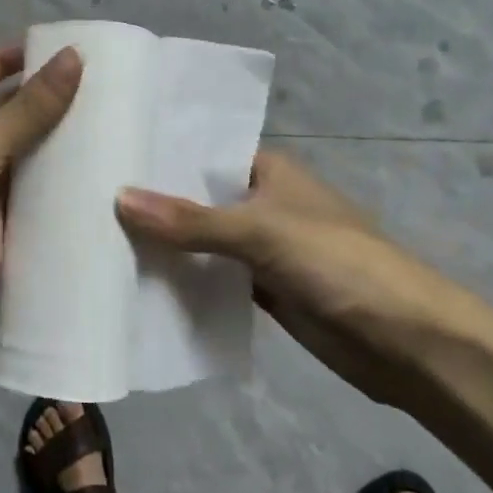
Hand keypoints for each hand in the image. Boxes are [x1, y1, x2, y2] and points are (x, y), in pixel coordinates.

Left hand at [0, 45, 81, 375]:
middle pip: (12, 113)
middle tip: (109, 85)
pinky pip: (41, 196)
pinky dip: (67, 185)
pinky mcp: (8, 227)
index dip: (10, 58)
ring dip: (64, 141)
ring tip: (119, 121)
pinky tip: (107, 173)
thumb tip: (75, 56)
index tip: (59, 48)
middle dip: (49, 99)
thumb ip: (28, 108)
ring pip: (31, 155)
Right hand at [116, 150, 492, 404]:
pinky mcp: (266, 293)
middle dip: (155, 203)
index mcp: (269, 172)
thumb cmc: (338, 264)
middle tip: (87, 201)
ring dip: (167, 246)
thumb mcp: (262, 232)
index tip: (106, 154)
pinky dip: (188, 283)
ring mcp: (264, 251)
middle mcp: (264, 204)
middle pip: (200, 199)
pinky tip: (142, 286)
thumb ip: (191, 220)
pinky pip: (216, 281)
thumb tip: (120, 197)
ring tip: (100, 241)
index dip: (161, 154)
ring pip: (204, 243)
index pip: (205, 152)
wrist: (405, 340)